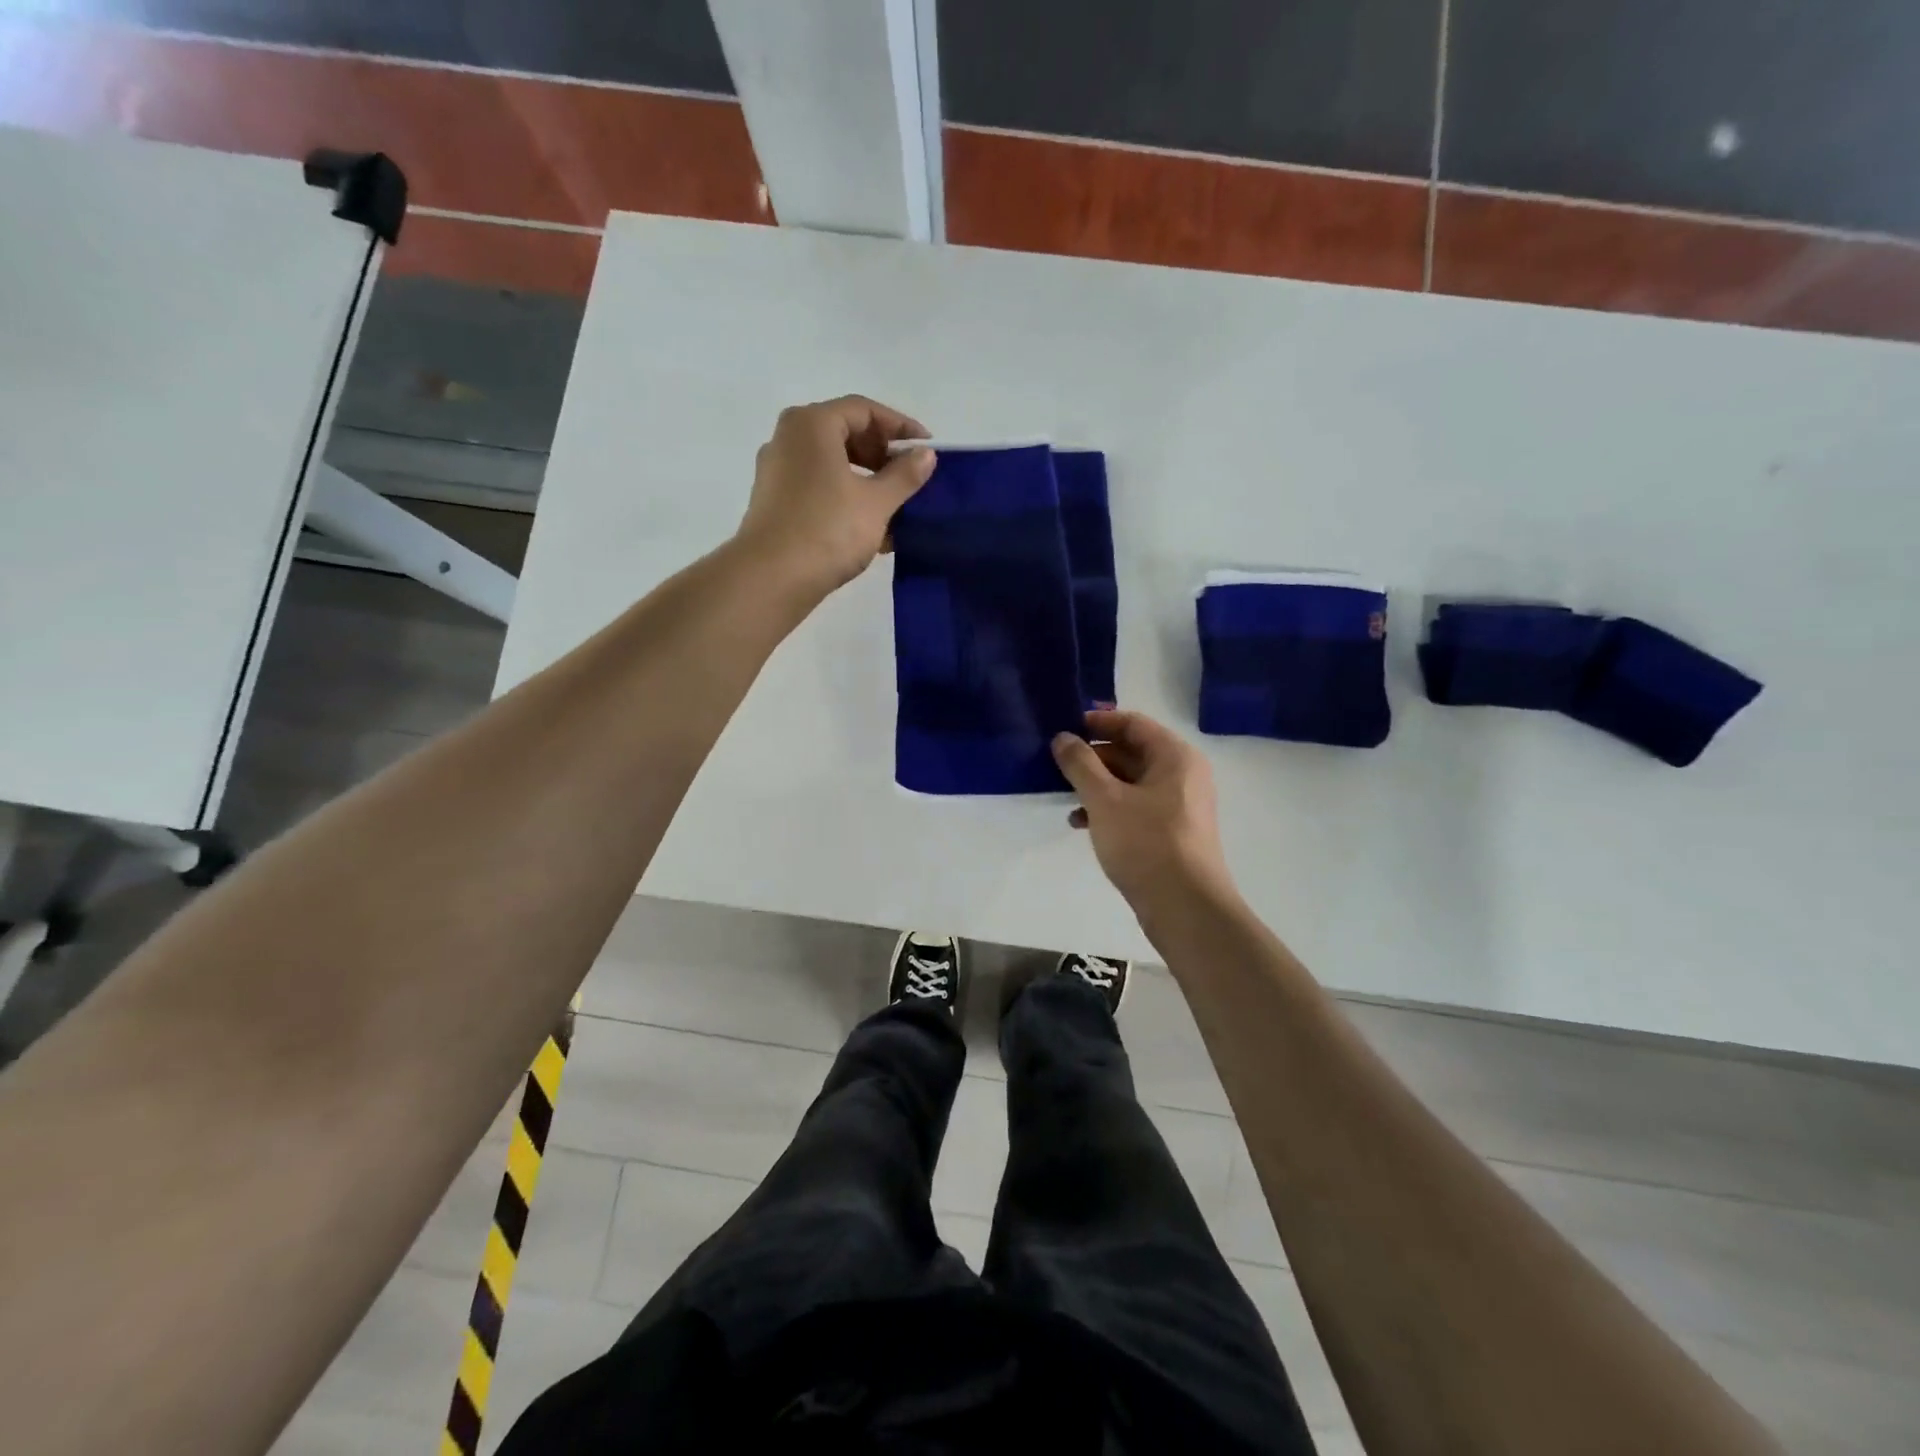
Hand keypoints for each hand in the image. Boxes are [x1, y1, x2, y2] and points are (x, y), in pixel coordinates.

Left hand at [735, 396, 936, 593]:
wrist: (771, 578)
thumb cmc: (828, 530)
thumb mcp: (876, 502)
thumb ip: (904, 475)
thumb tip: (926, 455)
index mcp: (812, 425)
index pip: (864, 410)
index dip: (900, 427)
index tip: (927, 449)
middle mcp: (789, 439)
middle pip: (845, 434)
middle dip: (883, 455)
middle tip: (911, 478)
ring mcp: (778, 472)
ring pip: (832, 465)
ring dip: (868, 482)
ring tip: (897, 508)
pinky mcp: (775, 503)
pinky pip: (818, 489)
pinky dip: (846, 499)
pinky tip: (872, 529)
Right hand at [1052, 710, 1236, 912]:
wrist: (1185, 907)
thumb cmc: (1146, 843)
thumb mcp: (1105, 799)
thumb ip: (1080, 764)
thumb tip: (1063, 738)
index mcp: (1174, 757)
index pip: (1133, 723)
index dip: (1098, 722)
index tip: (1065, 728)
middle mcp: (1182, 775)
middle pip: (1132, 752)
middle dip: (1093, 758)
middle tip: (1057, 765)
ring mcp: (1179, 805)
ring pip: (1130, 782)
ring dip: (1097, 785)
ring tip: (1065, 797)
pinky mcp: (1171, 832)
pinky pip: (1136, 807)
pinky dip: (1109, 809)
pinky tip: (1081, 823)